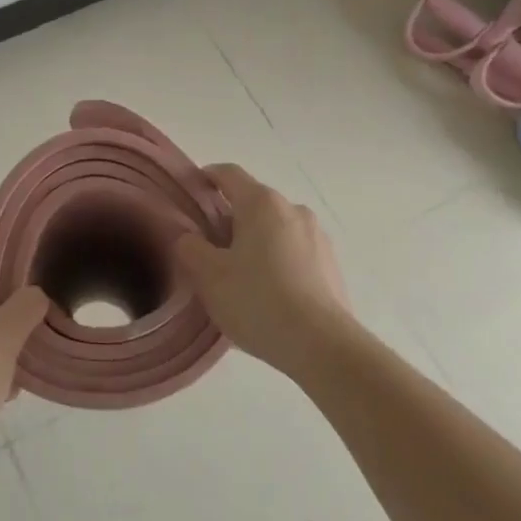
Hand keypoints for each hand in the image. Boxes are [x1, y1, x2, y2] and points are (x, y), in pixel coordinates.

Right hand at [174, 163, 355, 380]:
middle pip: (253, 202)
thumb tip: (189, 237)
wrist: (323, 346)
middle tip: (209, 247)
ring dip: (256, 241)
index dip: (207, 176)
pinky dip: (277, 261)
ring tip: (240, 276)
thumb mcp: (208, 276)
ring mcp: (317, 236)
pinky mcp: (331, 264)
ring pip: (276, 228)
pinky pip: (295, 252)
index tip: (192, 189)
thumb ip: (190, 248)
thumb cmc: (258, 301)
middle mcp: (293, 209)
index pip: (229, 174)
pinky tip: (268, 293)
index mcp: (261, 203)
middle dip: (230, 218)